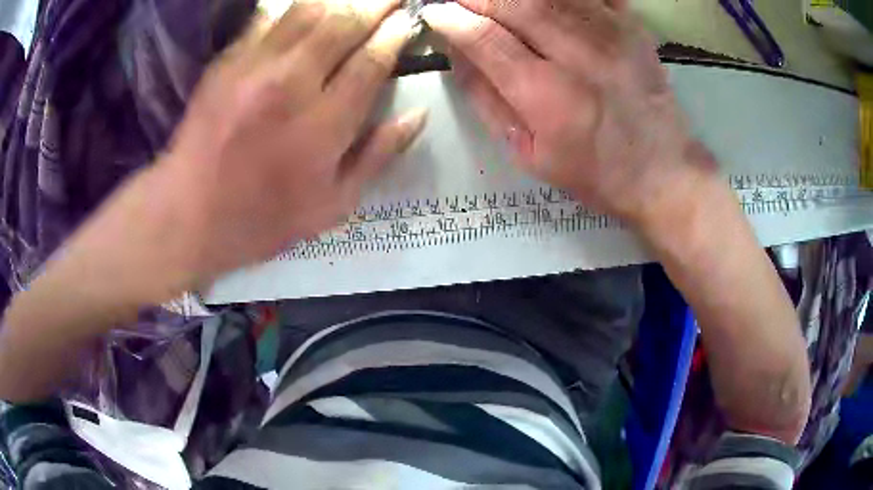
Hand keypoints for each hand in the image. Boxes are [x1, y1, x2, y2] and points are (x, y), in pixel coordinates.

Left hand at [152, 0, 424, 287]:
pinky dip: (295, 6)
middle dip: (377, 4)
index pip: (372, 60)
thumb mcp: (331, 206)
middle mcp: (292, 84)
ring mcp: (255, 67)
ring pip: (308, 10)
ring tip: (356, 0)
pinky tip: (311, 6)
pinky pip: (268, 17)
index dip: (397, 35)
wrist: (188, 212)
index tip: (409, 22)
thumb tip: (417, 114)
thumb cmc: (262, 217)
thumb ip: (377, 156)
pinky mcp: (228, 61)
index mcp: (323, 125)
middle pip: (344, 23)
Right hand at [423, 0, 716, 226]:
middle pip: (515, 4)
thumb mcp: (529, 154)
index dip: (452, 19)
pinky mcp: (631, 28)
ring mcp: (609, 36)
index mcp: (546, 95)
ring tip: (497, 1)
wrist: (662, 172)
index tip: (435, 13)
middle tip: (462, 1)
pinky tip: (547, 3)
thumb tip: (458, 55)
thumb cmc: (593, 172)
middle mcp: (577, 56)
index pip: (485, 38)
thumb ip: (489, 101)